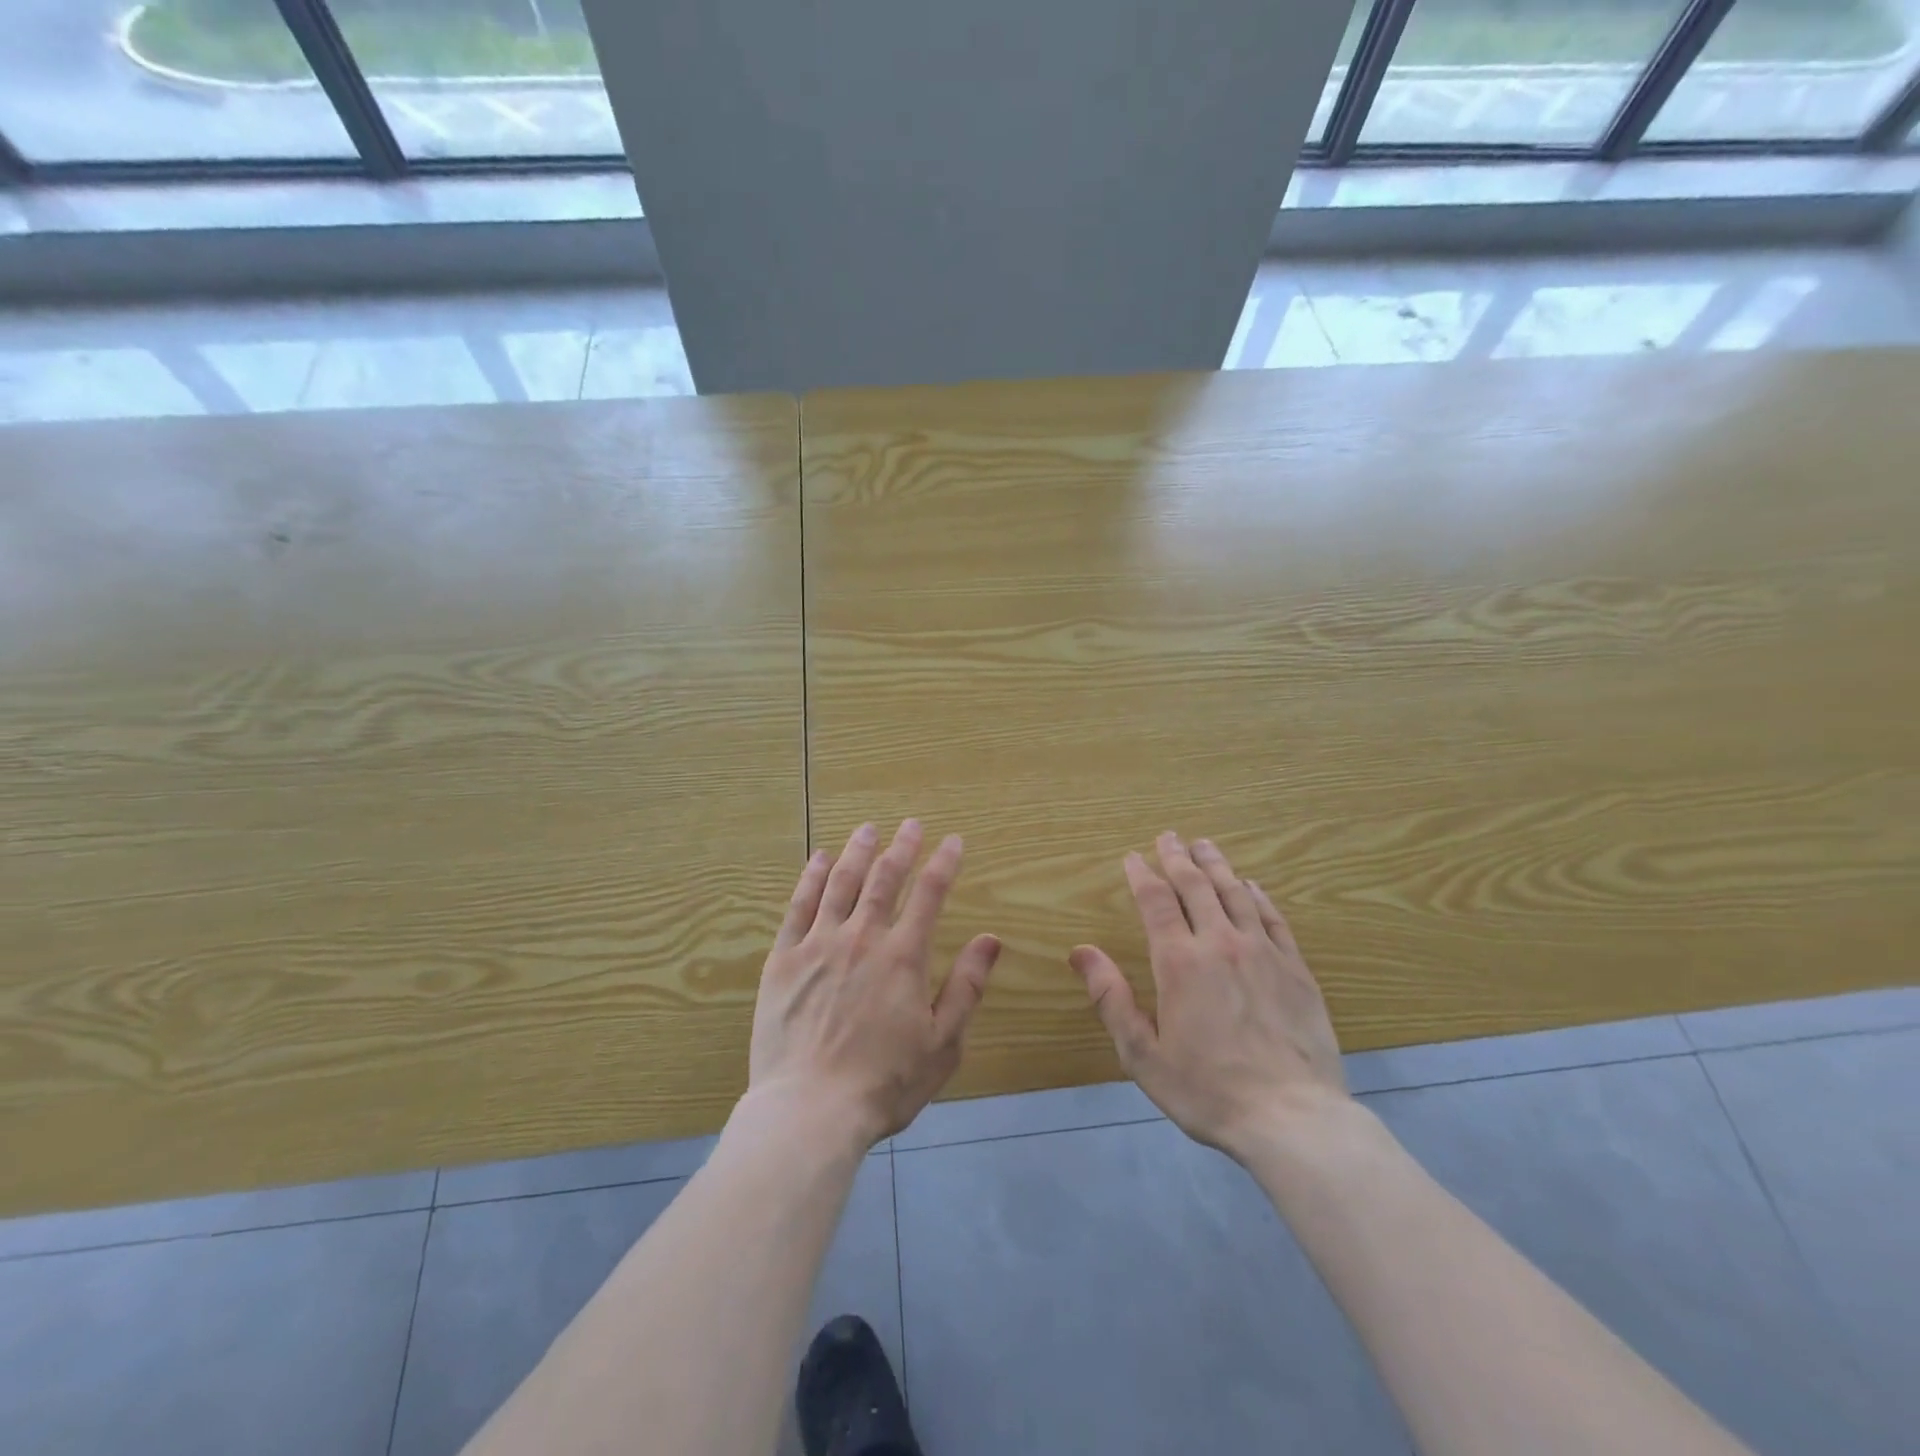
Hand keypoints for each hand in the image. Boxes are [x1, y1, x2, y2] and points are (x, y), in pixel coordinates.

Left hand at [748, 819, 1001, 1146]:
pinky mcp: (784, 959)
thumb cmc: (885, 1083)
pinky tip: (820, 859)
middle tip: (911, 824)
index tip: (953, 841)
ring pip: (841, 883)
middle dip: (902, 847)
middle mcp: (862, 938)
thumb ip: (967, 987)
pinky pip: (798, 906)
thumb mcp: (943, 1042)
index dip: (944, 863)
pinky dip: (812, 878)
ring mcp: (818, 945)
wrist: (810, 1110)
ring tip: (867, 829)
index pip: (930, 894)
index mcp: (903, 956)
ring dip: (858, 851)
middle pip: (884, 879)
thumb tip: (990, 939)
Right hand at [1069, 832, 1347, 1160]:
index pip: (1156, 901)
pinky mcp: (1296, 969)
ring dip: (1217, 865)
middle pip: (1196, 886)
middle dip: (1178, 858)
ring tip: (1205, 845)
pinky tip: (1252, 885)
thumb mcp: (1143, 1053)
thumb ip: (1111, 998)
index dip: (1141, 875)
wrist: (1292, 1119)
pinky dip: (1260, 896)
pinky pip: (1274, 918)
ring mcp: (1263, 953)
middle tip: (1168, 836)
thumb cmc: (1207, 1089)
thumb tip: (1080, 952)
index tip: (1132, 857)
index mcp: (1179, 962)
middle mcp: (1220, 943)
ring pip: (1236, 893)